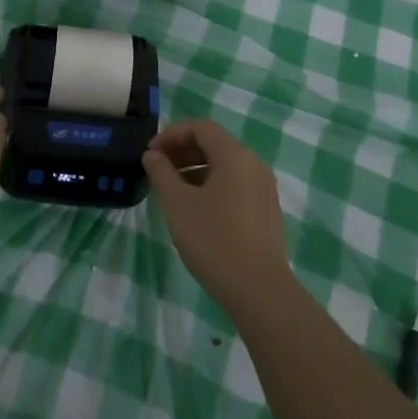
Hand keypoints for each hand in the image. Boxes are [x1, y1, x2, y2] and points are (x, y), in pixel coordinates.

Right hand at [143, 119, 292, 313]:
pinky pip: (236, 185)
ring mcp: (264, 189)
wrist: (259, 290)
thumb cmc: (213, 240)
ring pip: (225, 166)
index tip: (151, 153)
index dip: (172, 134)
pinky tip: (196, 210)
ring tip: (172, 192)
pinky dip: (212, 186)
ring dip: (196, 170)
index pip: (201, 127)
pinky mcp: (267, 211)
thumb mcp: (177, 204)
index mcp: (235, 156)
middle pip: (215, 144)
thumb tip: (153, 155)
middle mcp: (254, 165)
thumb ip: (161, 173)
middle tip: (157, 169)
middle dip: (183, 151)